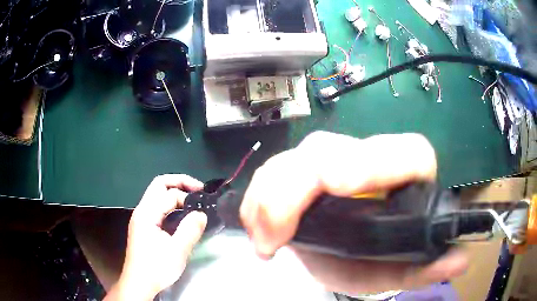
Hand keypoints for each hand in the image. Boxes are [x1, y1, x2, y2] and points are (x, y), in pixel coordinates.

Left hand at [105, 175, 206, 300]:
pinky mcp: (144, 227)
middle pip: (159, 185)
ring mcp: (141, 219)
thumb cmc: (156, 267)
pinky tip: (181, 216)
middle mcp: (142, 211)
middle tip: (198, 190)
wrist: (139, 282)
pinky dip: (171, 205)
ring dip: (175, 193)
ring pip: (157, 196)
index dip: (188, 196)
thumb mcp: (177, 251)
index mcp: (147, 213)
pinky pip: (158, 208)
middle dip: (180, 182)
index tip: (204, 202)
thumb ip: (190, 230)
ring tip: (192, 201)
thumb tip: (201, 214)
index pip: (169, 194)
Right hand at [240, 131, 467, 295]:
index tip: (338, 184)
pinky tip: (256, 227)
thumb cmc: (376, 259)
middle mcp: (367, 160)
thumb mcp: (396, 270)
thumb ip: (425, 268)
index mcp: (404, 177)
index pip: (402, 153)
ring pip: (296, 158)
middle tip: (276, 234)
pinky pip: (273, 170)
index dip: (373, 161)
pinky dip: (259, 198)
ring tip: (264, 240)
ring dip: (271, 196)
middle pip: (331, 149)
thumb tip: (459, 262)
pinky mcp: (300, 169)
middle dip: (297, 186)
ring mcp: (330, 160)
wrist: (347, 252)